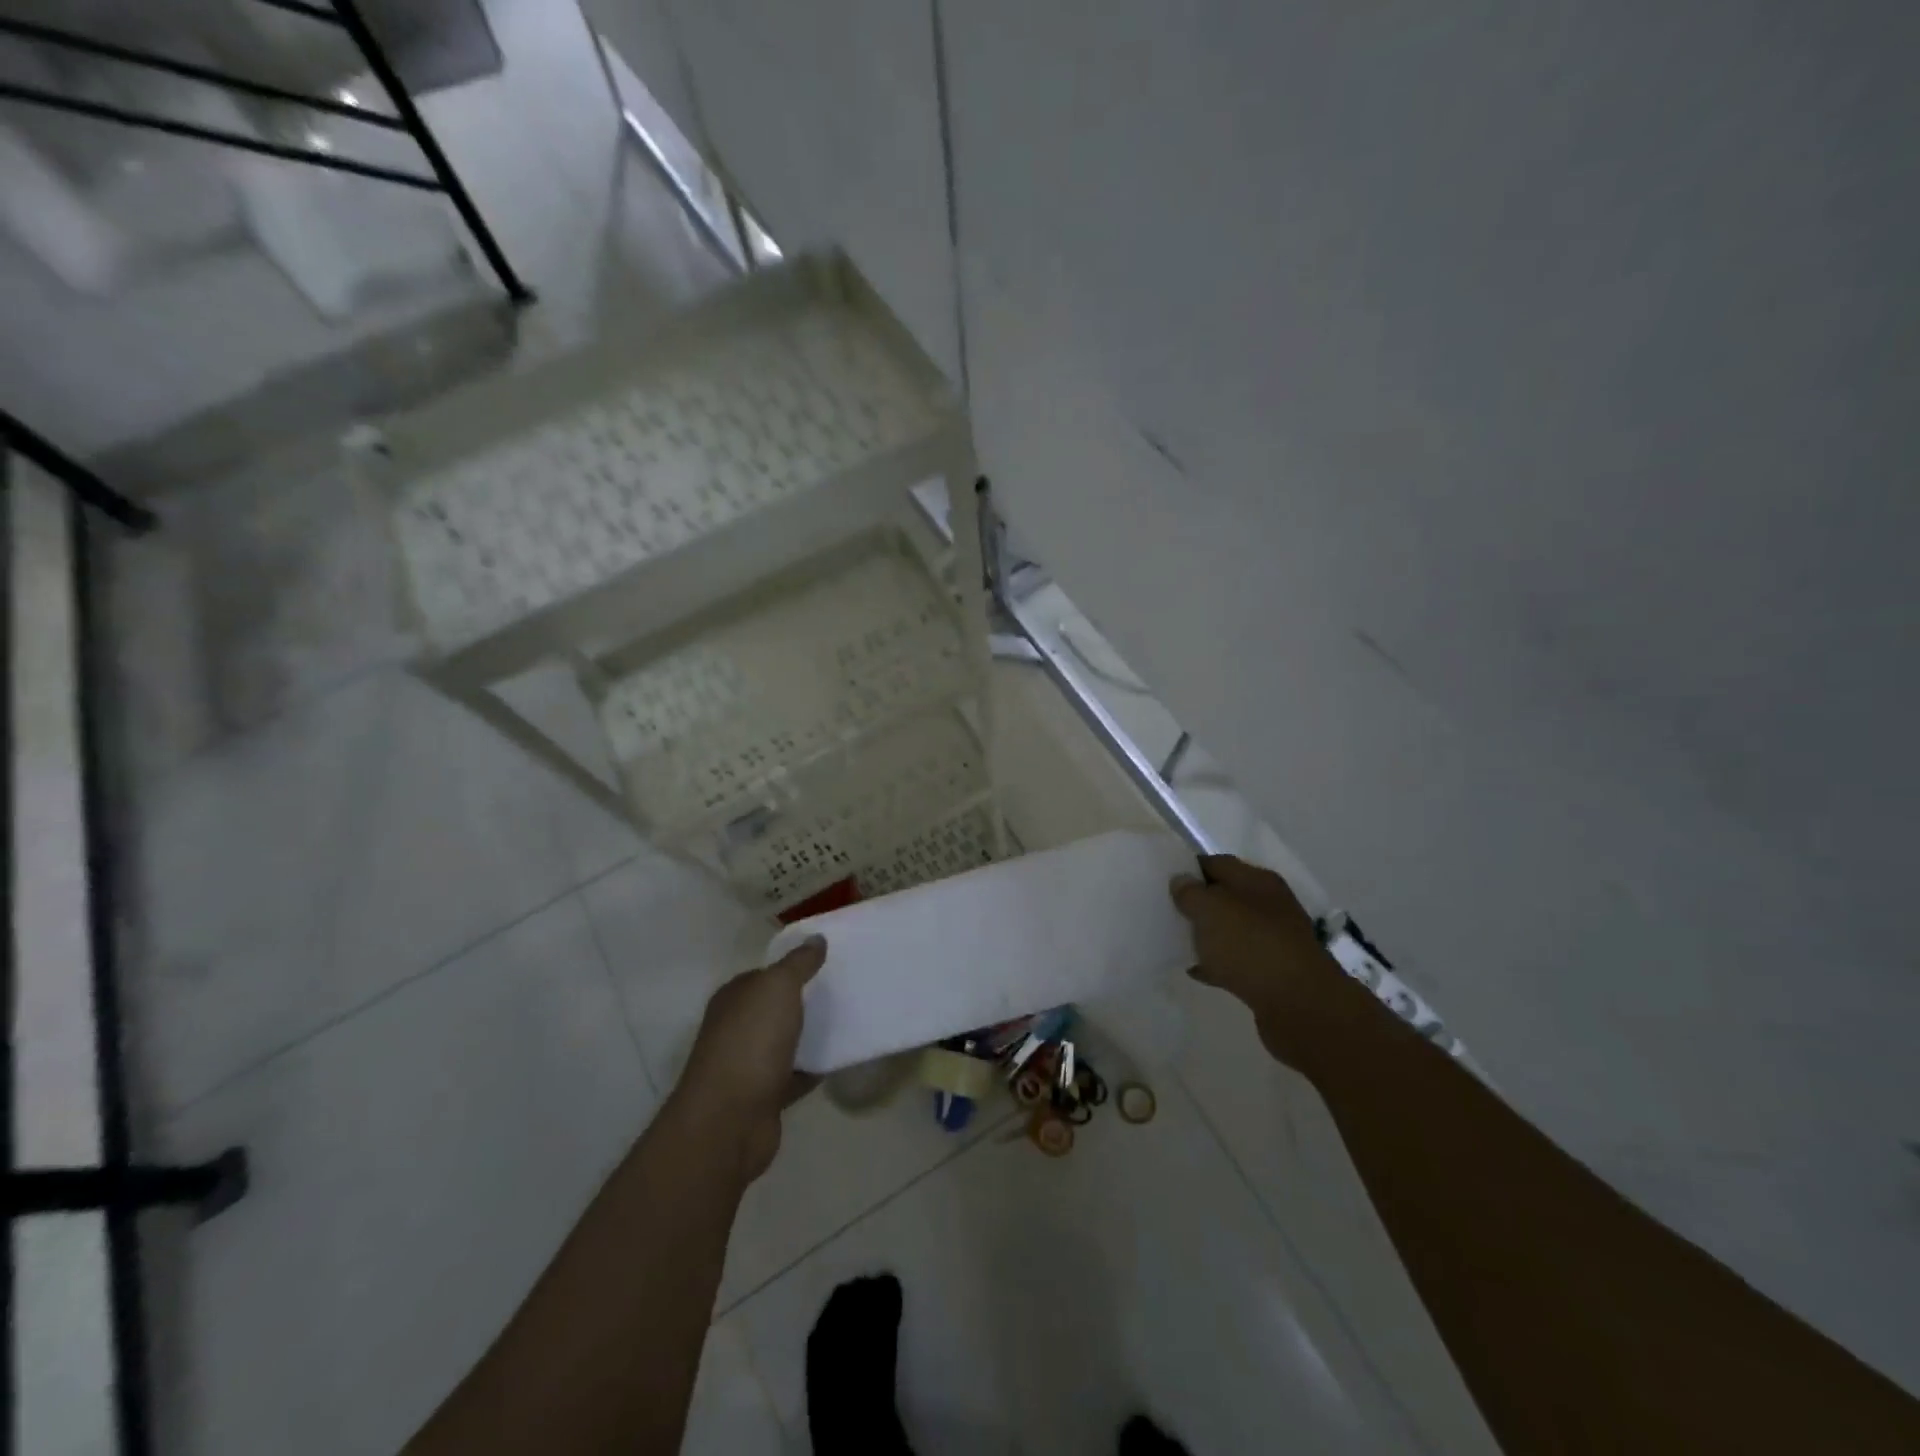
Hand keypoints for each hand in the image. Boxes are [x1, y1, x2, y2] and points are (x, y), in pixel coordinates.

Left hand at [674, 936, 824, 1182]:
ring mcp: (748, 1064)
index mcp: (734, 998)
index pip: (765, 974)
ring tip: (851, 1020)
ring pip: (786, 1041)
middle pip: (776, 1008)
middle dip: (806, 1000)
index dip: (793, 967)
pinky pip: (796, 1074)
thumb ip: (798, 963)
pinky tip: (841, 1059)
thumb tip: (816, 938)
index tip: (829, 963)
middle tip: (846, 990)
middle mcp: (736, 1028)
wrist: (729, 1121)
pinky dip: (814, 1068)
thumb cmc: (750, 1043)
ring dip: (811, 1035)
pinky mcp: (764, 1096)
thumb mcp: (777, 988)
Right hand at [1170, 855, 1374, 1077]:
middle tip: (1166, 910)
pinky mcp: (1273, 973)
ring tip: (1176, 939)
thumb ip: (1191, 893)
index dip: (1190, 869)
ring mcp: (1274, 940)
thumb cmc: (1251, 945)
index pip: (1218, 863)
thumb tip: (1181, 880)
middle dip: (1198, 903)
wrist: (1300, 1005)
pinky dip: (1217, 963)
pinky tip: (1196, 970)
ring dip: (1207, 934)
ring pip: (1232, 930)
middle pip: (1226, 896)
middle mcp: (1269, 905)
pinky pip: (1237, 961)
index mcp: (1258, 881)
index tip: (1163, 879)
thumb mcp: (1210, 910)